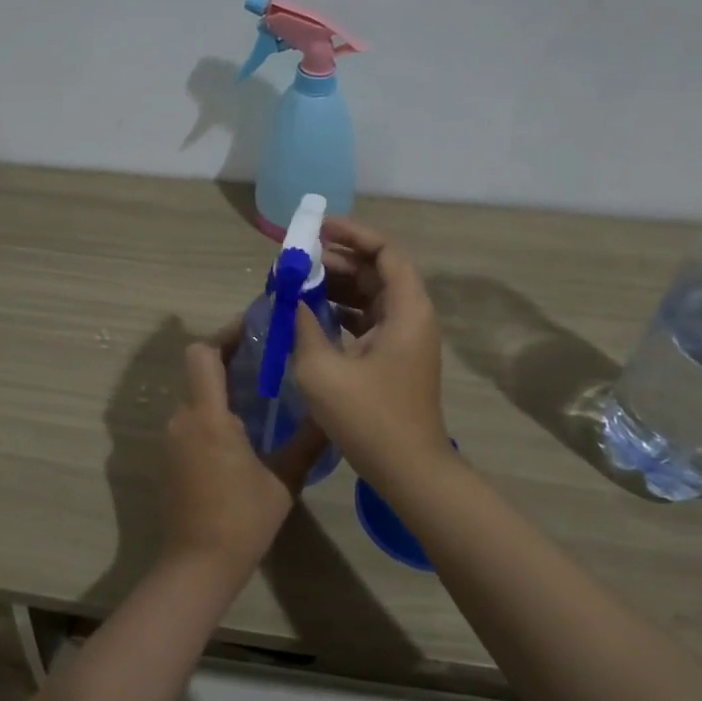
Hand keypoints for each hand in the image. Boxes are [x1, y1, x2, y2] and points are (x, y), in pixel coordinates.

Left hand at [162, 340, 328, 581]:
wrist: (197, 566)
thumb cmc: (242, 520)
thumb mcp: (283, 480)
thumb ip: (306, 441)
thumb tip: (330, 413)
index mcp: (207, 417)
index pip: (202, 354)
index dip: (224, 335)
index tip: (254, 328)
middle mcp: (182, 420)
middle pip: (197, 371)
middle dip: (228, 358)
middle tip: (267, 357)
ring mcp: (171, 440)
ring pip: (194, 396)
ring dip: (220, 387)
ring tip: (260, 391)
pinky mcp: (169, 458)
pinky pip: (190, 420)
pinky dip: (211, 412)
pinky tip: (241, 428)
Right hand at [292, 218, 453, 483]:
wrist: (409, 471)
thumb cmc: (369, 418)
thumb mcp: (322, 369)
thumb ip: (303, 325)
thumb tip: (290, 297)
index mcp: (406, 310)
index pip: (385, 251)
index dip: (352, 233)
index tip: (316, 229)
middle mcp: (411, 316)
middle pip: (376, 271)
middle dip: (336, 260)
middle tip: (296, 260)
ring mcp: (404, 339)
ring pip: (370, 296)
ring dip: (336, 287)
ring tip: (296, 284)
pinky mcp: (394, 358)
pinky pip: (367, 320)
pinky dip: (340, 312)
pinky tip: (309, 316)